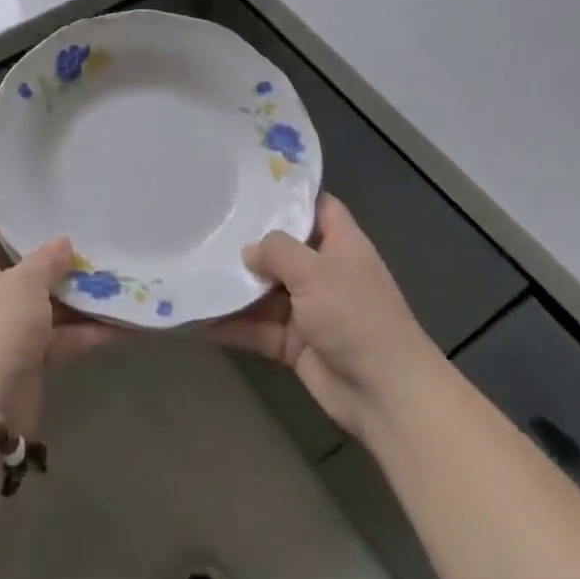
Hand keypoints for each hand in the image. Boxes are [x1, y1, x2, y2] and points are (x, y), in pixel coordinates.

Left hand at [0, 211, 128, 434]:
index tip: (49, 201)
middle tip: (95, 234)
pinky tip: (128, 322)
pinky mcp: (26, 357)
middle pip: (22, 263)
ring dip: (81, 294)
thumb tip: (62, 243)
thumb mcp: (22, 284)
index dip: (12, 211)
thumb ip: (46, 259)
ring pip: (47, 301)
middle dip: (59, 254)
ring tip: (121, 273)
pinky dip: (88, 331)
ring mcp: (5, 327)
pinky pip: (60, 335)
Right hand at [208, 193, 442, 437]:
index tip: (251, 185)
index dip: (290, 194)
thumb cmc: (356, 316)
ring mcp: (310, 310)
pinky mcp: (295, 344)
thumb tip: (249, 250)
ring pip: (266, 291)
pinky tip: (201, 319)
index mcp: (341, 245)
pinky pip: (259, 328)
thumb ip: (278, 252)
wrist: (384, 393)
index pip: (317, 206)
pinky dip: (234, 326)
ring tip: (195, 270)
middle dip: (249, 242)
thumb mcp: (315, 272)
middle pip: (284, 249)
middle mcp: (325, 272)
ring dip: (236, 287)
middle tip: (208, 225)